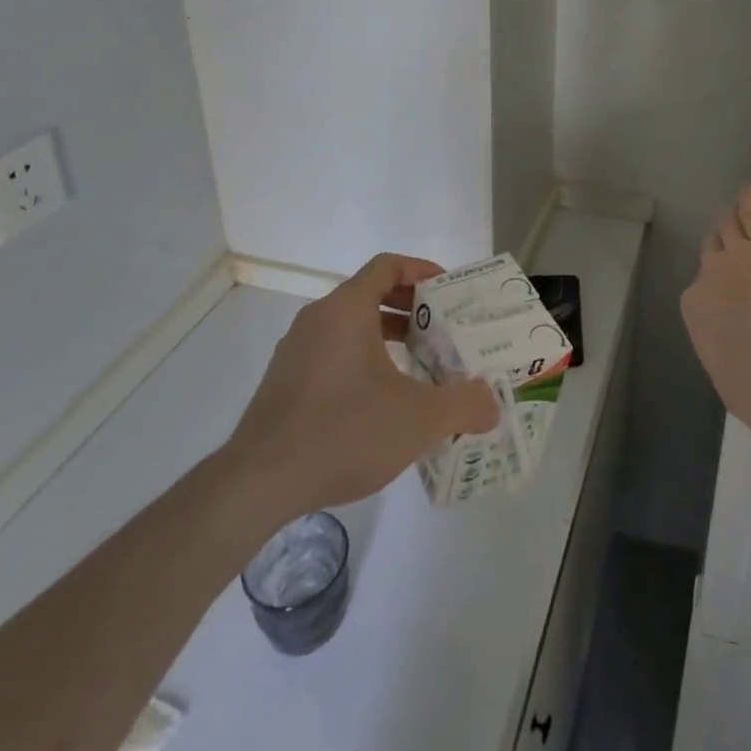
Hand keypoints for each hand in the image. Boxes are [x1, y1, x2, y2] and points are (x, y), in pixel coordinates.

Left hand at [224, 253, 498, 519]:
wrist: (258, 484)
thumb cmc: (343, 432)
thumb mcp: (419, 419)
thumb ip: (464, 405)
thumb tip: (493, 404)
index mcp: (346, 310)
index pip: (387, 266)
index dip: (422, 270)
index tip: (449, 292)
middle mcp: (317, 319)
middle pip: (370, 293)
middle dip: (410, 308)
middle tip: (443, 331)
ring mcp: (295, 351)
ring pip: (349, 326)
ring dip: (386, 337)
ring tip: (417, 366)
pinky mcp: (283, 383)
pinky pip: (331, 353)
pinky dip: (361, 360)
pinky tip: (379, 402)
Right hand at [681, 189, 750, 431]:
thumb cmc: (750, 385)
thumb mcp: (726, 369)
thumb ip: (727, 348)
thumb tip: (738, 351)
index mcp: (695, 308)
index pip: (702, 288)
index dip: (716, 286)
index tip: (729, 291)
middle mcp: (709, 273)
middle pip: (711, 250)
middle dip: (719, 245)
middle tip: (727, 239)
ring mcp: (737, 255)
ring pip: (729, 227)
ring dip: (733, 218)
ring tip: (737, 207)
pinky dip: (750, 201)